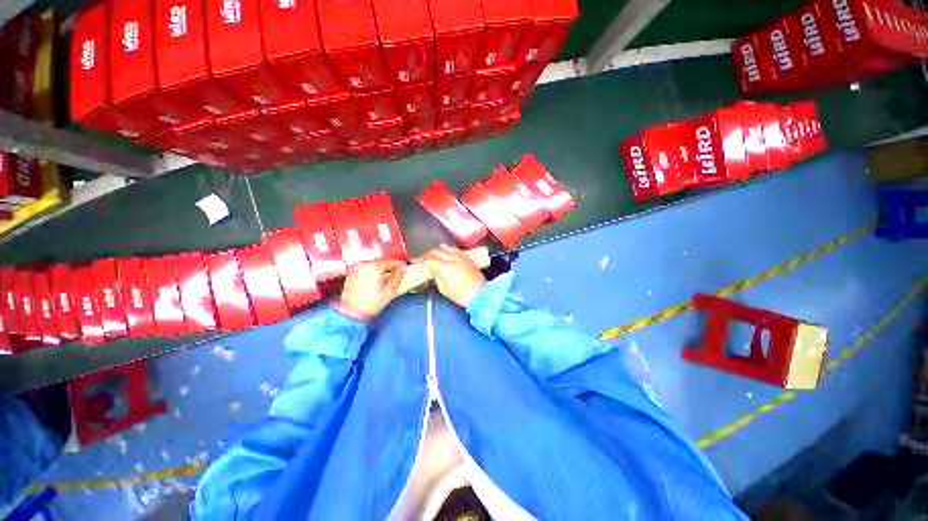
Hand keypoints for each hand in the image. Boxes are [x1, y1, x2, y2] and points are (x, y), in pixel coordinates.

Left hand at [336, 259, 407, 321]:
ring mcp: (357, 267)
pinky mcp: (352, 272)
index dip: (400, 265)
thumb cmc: (373, 303)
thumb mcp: (390, 290)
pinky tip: (377, 278)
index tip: (406, 268)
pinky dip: (374, 271)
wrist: (351, 313)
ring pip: (374, 264)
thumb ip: (397, 276)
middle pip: (382, 262)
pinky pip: (367, 268)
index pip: (391, 262)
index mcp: (375, 267)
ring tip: (389, 275)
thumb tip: (403, 268)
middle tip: (399, 272)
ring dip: (382, 268)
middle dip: (391, 266)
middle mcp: (365, 264)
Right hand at [420, 245, 485, 307]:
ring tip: (432, 253)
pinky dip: (448, 248)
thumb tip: (433, 270)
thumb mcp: (444, 289)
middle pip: (437, 252)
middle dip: (427, 254)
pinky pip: (456, 249)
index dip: (420, 260)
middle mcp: (452, 259)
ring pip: (446, 248)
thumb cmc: (461, 295)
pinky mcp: (467, 258)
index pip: (429, 261)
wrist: (480, 294)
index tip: (413, 261)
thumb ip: (437, 277)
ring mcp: (461, 257)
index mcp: (445, 267)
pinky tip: (446, 249)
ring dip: (438, 250)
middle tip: (422, 259)